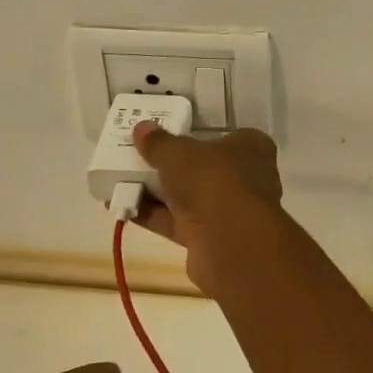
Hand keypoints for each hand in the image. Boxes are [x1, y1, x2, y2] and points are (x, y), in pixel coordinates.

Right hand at [130, 122, 284, 288]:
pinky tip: (124, 209)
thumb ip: (159, 143)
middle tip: (139, 158)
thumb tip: (142, 128)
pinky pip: (178, 222)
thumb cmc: (213, 180)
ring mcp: (230, 211)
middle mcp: (246, 178)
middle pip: (204, 168)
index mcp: (251, 148)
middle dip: (172, 166)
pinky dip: (154, 216)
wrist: (231, 244)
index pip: (225, 136)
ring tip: (121, 182)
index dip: (196, 136)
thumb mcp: (179, 154)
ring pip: (190, 197)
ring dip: (159, 192)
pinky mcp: (212, 239)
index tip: (167, 136)